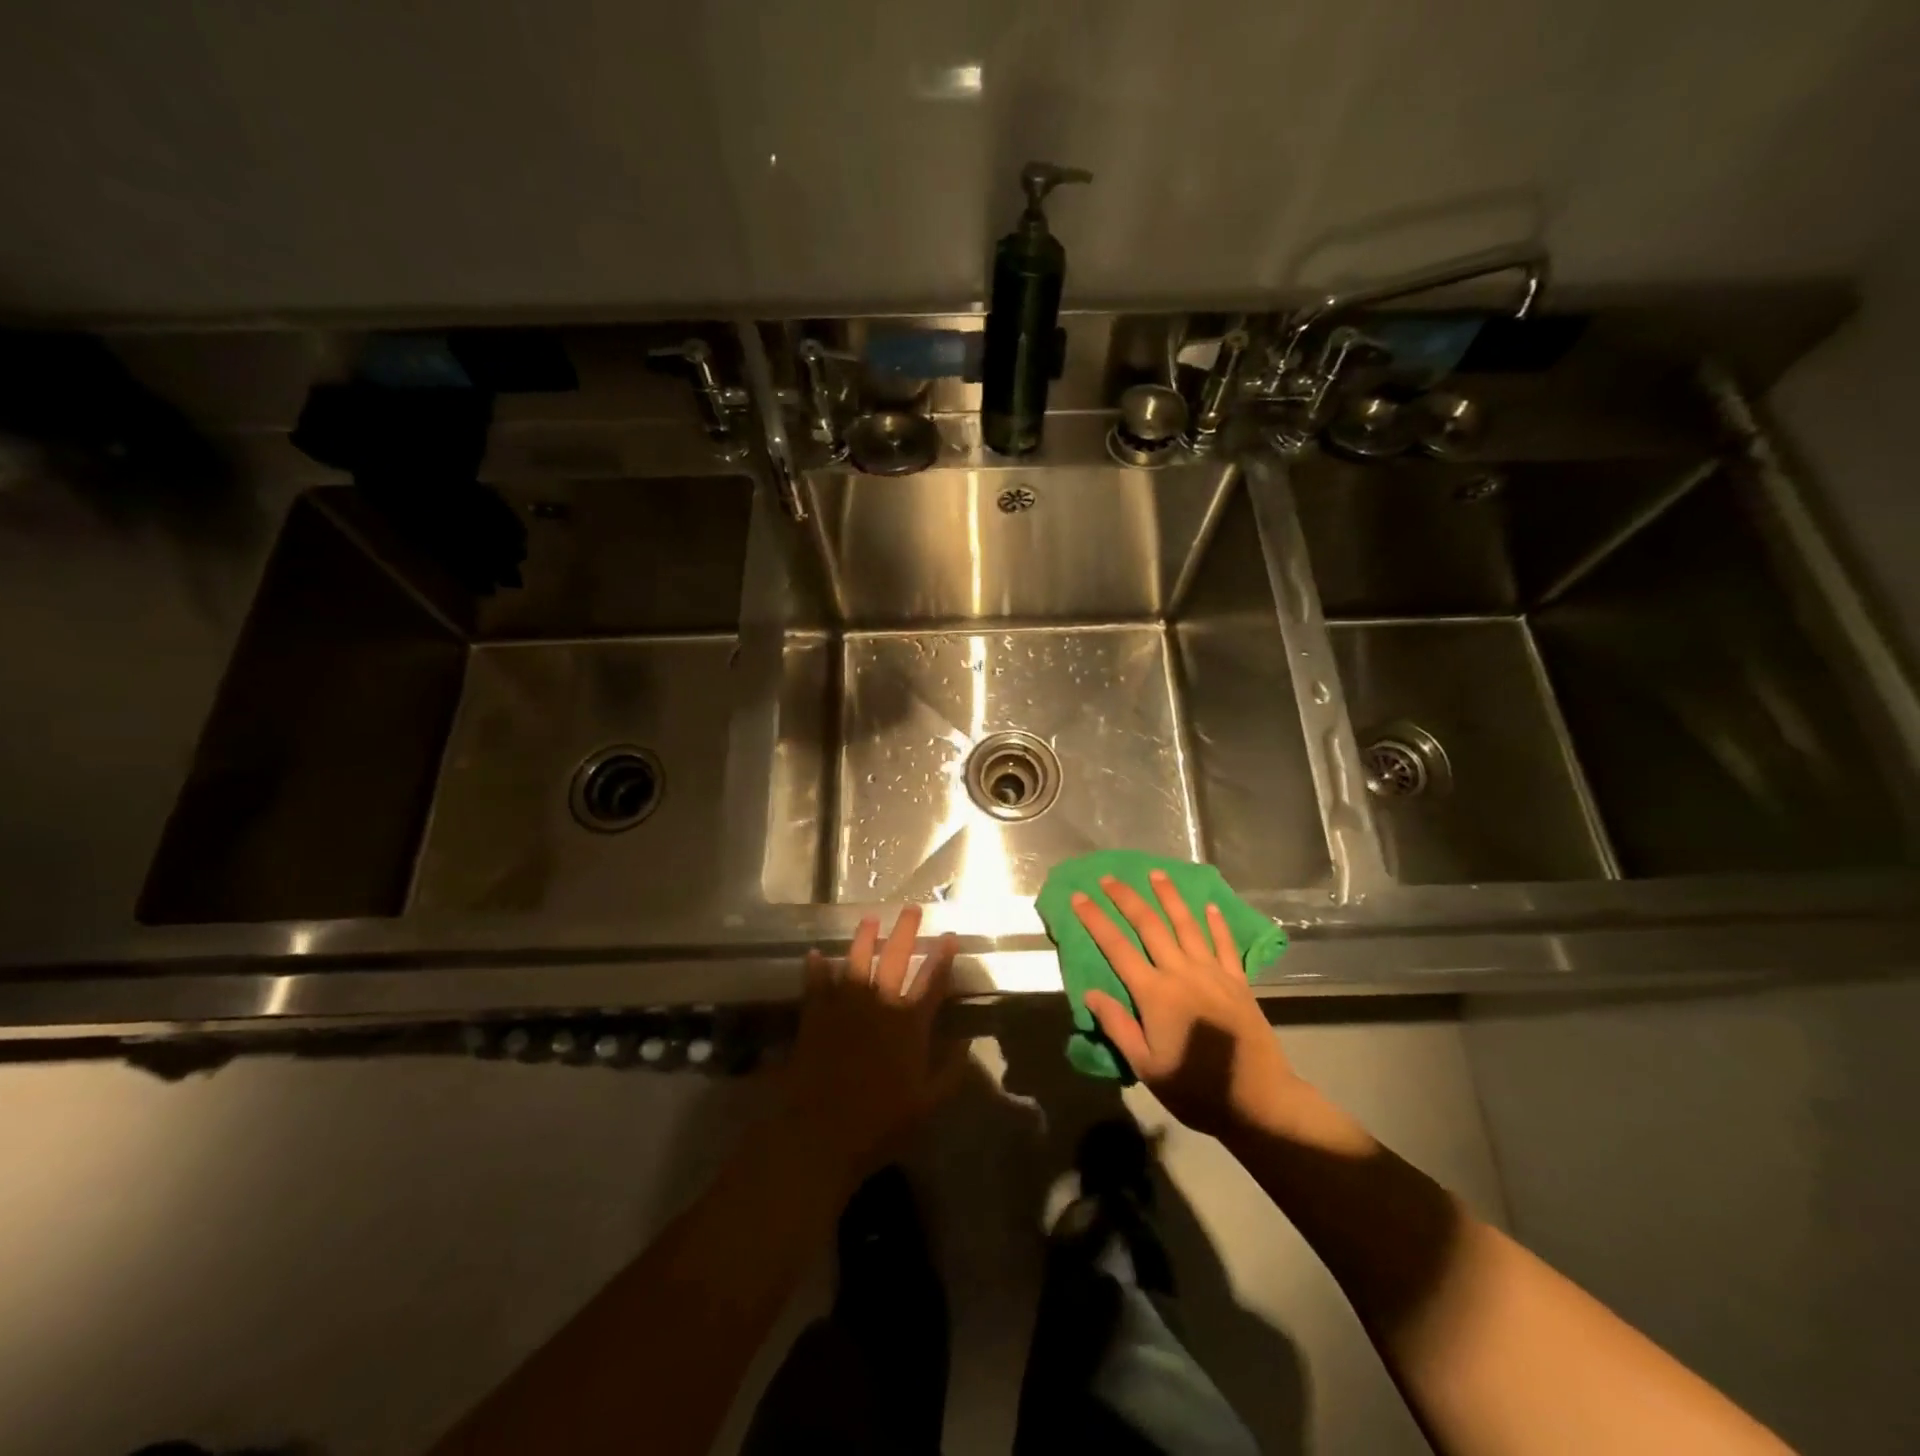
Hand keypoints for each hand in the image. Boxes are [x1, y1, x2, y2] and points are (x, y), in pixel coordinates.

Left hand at [781, 906, 962, 1188]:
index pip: (932, 982)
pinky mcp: (815, 1016)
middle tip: (911, 909)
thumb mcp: (928, 1104)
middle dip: (906, 932)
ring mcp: (844, 1007)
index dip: (942, 957)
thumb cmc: (880, 1123)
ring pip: (857, 961)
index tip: (949, 935)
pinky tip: (816, 954)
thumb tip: (966, 1043)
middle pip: (896, 959)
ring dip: (864, 938)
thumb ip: (949, 1072)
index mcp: (909, 1024)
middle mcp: (879, 1005)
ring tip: (869, 918)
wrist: (820, 1132)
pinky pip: (816, 984)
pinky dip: (816, 968)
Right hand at [1074, 871, 1302, 1138]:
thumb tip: (1091, 992)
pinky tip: (1208, 906)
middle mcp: (1181, 972)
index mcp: (1155, 993)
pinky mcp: (1238, 981)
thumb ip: (1118, 1025)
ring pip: (1186, 925)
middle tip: (1109, 878)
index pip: (1117, 948)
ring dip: (1169, 897)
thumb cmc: (1194, 1088)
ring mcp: (1213, 973)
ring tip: (1156, 874)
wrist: (1258, 1099)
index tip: (1079, 897)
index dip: (1096, 920)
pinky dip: (1216, 923)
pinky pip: (1224, 944)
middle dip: (1127, 899)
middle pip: (1150, 926)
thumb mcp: (1146, 1066)